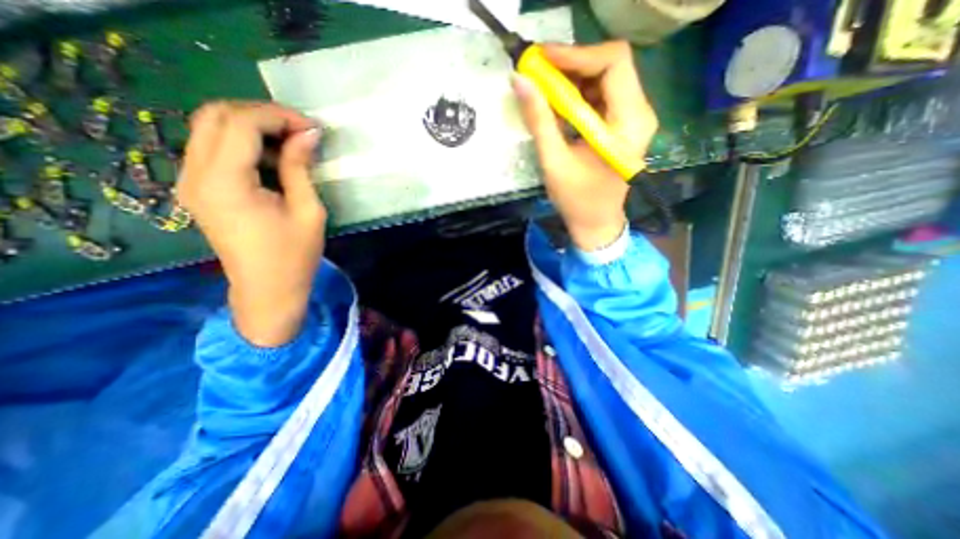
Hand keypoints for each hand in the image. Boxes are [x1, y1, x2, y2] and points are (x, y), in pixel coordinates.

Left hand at [179, 101, 326, 345]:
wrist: (267, 289)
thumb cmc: (294, 255)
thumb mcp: (308, 211)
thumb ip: (300, 168)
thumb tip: (308, 135)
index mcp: (225, 182)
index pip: (241, 123)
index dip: (278, 117)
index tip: (312, 128)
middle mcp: (195, 174)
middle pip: (216, 115)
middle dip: (262, 114)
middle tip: (300, 131)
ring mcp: (190, 180)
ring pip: (210, 127)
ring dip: (251, 125)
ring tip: (290, 142)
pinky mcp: (198, 188)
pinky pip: (212, 147)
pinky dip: (242, 142)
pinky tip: (272, 158)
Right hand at [510, 41, 660, 249]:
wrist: (595, 223)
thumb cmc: (577, 200)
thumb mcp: (554, 162)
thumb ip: (539, 120)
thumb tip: (519, 81)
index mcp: (628, 123)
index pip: (613, 63)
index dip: (576, 54)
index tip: (541, 59)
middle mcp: (639, 113)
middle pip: (610, 66)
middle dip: (571, 65)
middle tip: (537, 72)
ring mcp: (632, 118)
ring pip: (604, 78)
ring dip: (572, 79)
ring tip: (542, 88)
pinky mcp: (621, 125)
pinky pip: (601, 96)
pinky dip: (577, 94)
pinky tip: (556, 104)